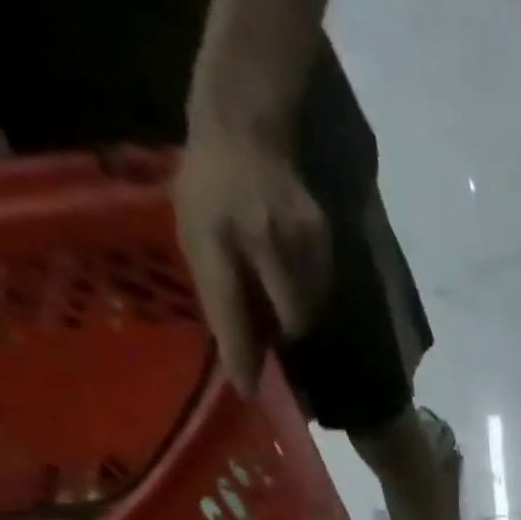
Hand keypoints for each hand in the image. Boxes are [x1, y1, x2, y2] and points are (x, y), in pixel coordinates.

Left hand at [174, 122, 331, 393]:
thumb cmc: (210, 186)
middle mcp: (263, 242)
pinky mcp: (325, 240)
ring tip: (286, 310)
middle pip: (291, 321)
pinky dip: (311, 298)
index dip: (243, 355)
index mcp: (217, 239)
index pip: (232, 310)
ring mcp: (301, 241)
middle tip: (280, 346)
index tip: (250, 391)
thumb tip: (243, 347)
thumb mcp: (195, 233)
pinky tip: (298, 285)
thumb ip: (217, 289)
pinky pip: (322, 290)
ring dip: (300, 319)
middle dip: (287, 340)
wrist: (248, 128)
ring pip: (311, 309)